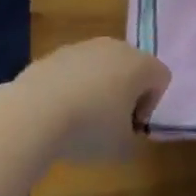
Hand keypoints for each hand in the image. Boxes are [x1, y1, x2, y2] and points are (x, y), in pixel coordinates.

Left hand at [14, 38, 171, 162]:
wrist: (33, 113)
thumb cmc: (89, 128)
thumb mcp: (122, 148)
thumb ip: (133, 139)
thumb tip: (125, 134)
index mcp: (140, 64)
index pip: (161, 78)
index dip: (151, 106)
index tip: (130, 127)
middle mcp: (116, 47)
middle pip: (132, 68)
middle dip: (125, 94)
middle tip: (110, 124)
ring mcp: (83, 47)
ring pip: (101, 67)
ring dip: (98, 89)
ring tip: (79, 120)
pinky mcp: (55, 54)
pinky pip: (74, 71)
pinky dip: (72, 88)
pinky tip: (57, 112)